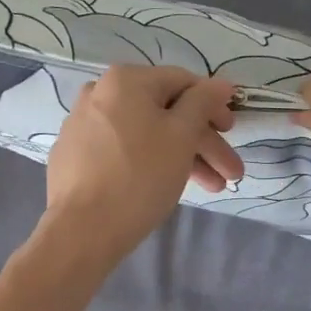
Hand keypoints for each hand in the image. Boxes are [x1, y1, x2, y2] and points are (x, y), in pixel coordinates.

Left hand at [42, 65, 240, 261]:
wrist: (81, 230)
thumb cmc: (139, 177)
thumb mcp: (181, 136)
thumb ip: (203, 103)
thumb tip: (221, 84)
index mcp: (126, 80)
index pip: (184, 83)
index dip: (214, 106)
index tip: (234, 133)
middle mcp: (99, 93)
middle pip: (165, 113)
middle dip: (203, 143)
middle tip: (230, 173)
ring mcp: (84, 125)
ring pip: (146, 135)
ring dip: (183, 157)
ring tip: (211, 188)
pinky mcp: (76, 156)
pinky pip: (123, 151)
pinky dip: (150, 163)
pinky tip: (167, 186)